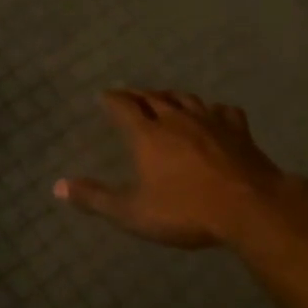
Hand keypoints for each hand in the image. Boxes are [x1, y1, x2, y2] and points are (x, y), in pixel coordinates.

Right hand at [55, 89, 307, 249]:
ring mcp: (210, 121)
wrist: (250, 207)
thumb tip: (57, 187)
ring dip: (170, 96)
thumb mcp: (133, 212)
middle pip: (153, 97)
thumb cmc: (185, 211)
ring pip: (185, 98)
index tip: (103, 96)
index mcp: (147, 134)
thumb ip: (95, 198)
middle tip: (129, 94)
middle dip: (138, 94)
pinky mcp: (238, 130)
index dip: (111, 99)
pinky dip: (212, 109)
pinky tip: (214, 114)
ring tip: (164, 98)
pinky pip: (222, 110)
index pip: (123, 106)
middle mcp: (176, 119)